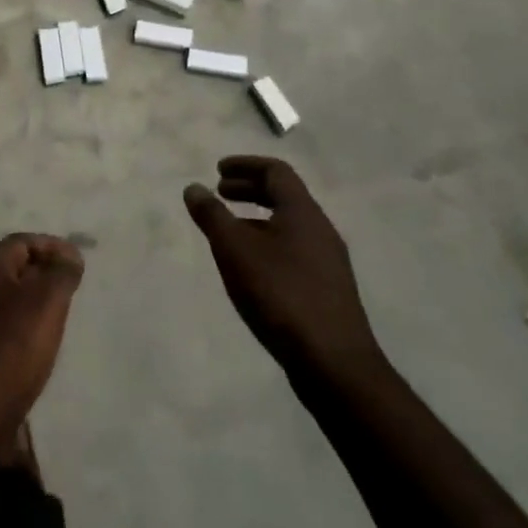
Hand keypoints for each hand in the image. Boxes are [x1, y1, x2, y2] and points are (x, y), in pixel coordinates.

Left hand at [0, 234, 84, 425]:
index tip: (77, 262)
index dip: (51, 245)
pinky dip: (20, 324)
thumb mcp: (48, 301)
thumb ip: (62, 272)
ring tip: (57, 315)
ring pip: (4, 297)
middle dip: (42, 271)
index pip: (21, 241)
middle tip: (70, 287)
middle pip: (11, 267)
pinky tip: (35, 344)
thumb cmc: (14, 348)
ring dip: (31, 299)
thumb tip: (69, 255)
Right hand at [184, 157, 380, 377]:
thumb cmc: (280, 294)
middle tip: (220, 193)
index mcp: (303, 212)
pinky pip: (294, 249)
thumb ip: (212, 216)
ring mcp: (328, 261)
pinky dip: (268, 242)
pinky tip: (252, 267)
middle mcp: (320, 229)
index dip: (245, 165)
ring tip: (229, 230)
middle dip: (250, 189)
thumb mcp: (235, 250)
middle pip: (285, 196)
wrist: (333, 362)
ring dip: (257, 218)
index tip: (218, 170)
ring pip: (289, 225)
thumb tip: (194, 188)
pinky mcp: (327, 289)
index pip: (276, 171)